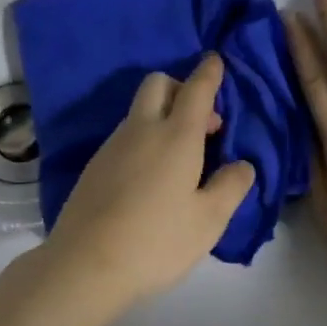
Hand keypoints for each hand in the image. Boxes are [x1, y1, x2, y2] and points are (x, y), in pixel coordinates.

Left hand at [36, 53, 256, 320]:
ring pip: (138, 112)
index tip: (215, 60)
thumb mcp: (208, 220)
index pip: (196, 90)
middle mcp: (141, 130)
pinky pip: (124, 136)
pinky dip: (143, 139)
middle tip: (202, 124)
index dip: (209, 73)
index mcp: (175, 136)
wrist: (85, 265)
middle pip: (157, 85)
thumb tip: (242, 164)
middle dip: (181, 88)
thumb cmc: (157, 241)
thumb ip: (231, 186)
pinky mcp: (93, 166)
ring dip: (162, 116)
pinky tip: (150, 177)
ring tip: (181, 159)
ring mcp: (111, 146)